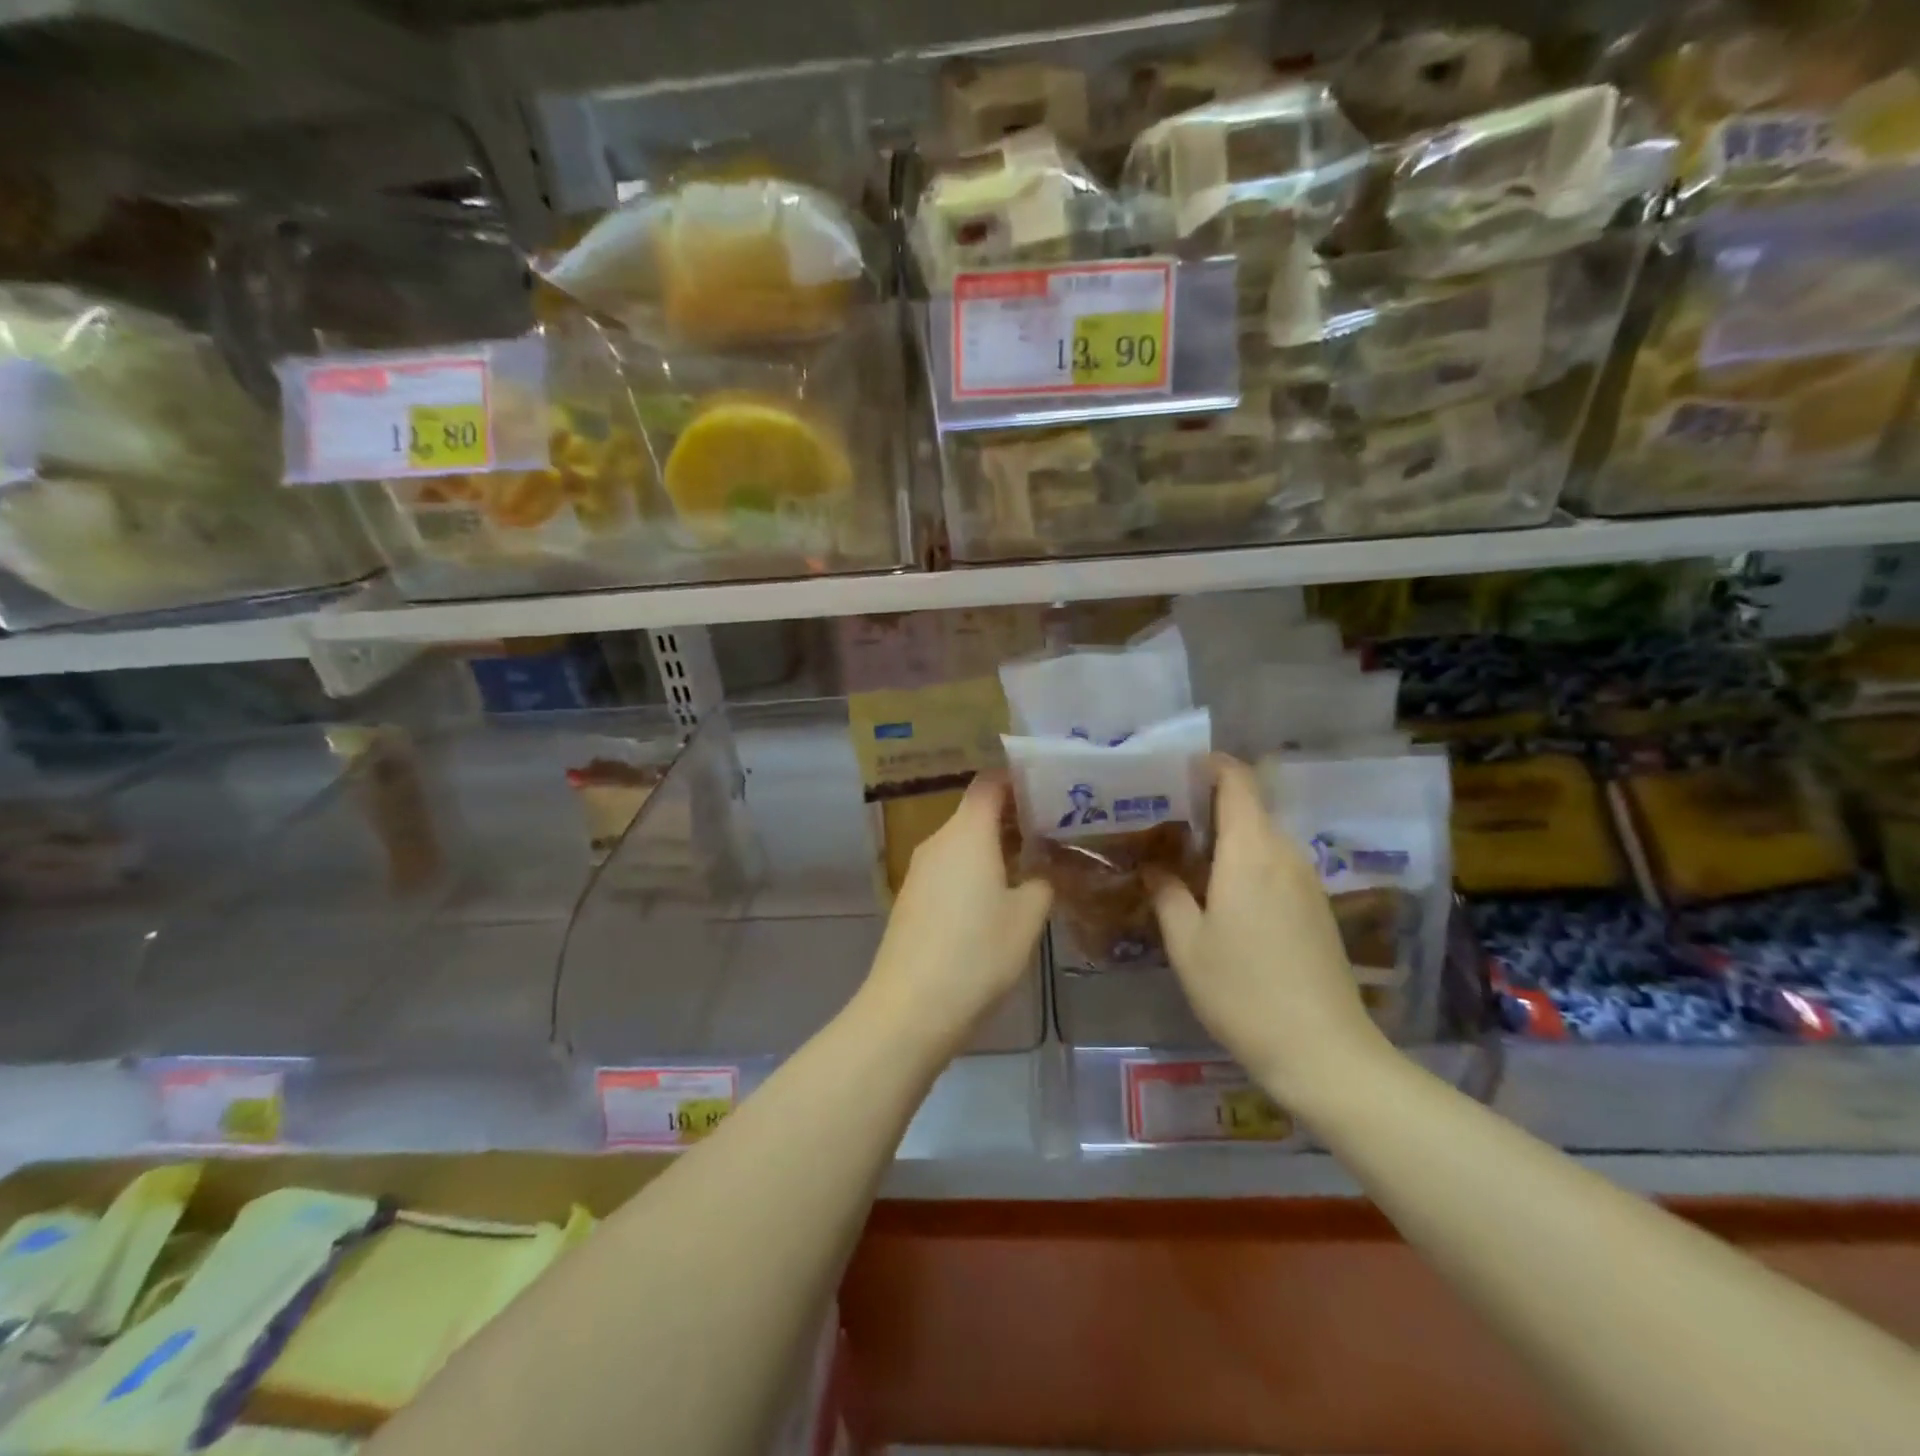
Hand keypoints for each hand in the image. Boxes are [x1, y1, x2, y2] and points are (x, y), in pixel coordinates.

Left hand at [863, 774, 1052, 1057]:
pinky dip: (972, 870)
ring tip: (1029, 864)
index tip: (1046, 789)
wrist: (910, 1007)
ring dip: (992, 847)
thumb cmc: (977, 954)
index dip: (1017, 780)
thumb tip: (1039, 871)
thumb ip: (1041, 883)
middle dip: (1011, 817)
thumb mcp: (1026, 919)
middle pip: (974, 812)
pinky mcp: (911, 898)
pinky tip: (993, 898)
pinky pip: (947, 868)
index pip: (989, 784)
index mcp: (967, 832)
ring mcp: (919, 870)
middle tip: (1050, 831)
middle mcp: (938, 841)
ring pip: (961, 842)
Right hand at [1150, 755, 1390, 1110]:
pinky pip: (1275, 865)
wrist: (1324, 1053)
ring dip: (1225, 838)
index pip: (1238, 781)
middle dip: (1206, 806)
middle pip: (1249, 808)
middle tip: (1162, 821)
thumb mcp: (1188, 945)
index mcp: (1251, 852)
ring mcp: (1306, 881)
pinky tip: (1218, 894)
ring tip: (1182, 857)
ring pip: (1261, 838)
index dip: (1210, 765)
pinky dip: (1244, 863)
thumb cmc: (1243, 993)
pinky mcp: (1317, 907)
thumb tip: (1155, 867)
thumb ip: (1168, 895)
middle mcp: (1284, 855)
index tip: (1175, 770)